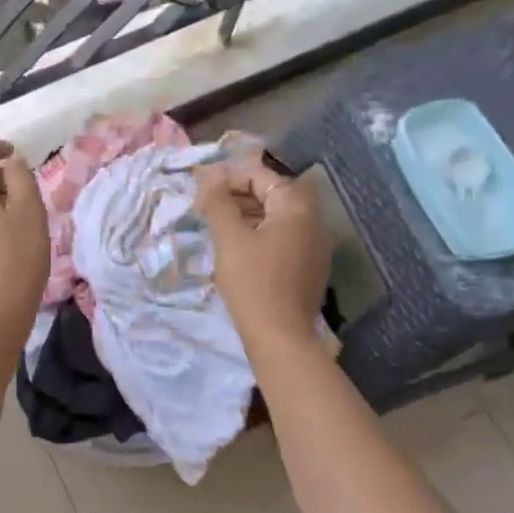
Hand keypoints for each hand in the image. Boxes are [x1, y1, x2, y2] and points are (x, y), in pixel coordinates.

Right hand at [195, 157, 331, 355]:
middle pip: (270, 193)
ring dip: (245, 214)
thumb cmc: (252, 282)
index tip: (199, 192)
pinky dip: (257, 233)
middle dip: (235, 194)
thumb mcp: (229, 237)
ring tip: (215, 225)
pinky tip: (235, 247)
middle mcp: (313, 220)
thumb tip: (209, 175)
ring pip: (275, 216)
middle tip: (204, 207)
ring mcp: (314, 245)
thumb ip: (217, 200)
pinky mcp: (308, 266)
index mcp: (297, 207)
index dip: (227, 177)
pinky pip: (281, 237)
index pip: (259, 175)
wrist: (280, 337)